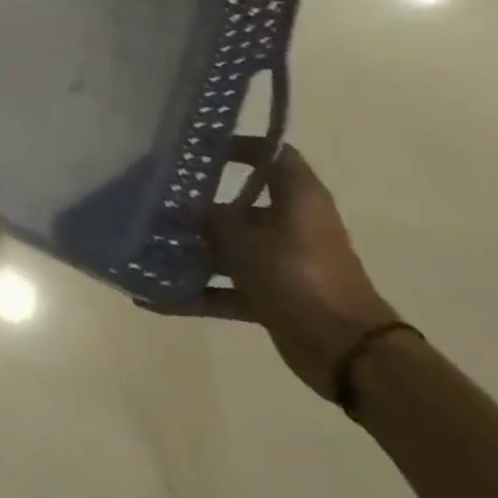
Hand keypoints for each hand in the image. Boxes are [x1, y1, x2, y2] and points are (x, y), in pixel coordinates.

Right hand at [180, 139, 399, 399]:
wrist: (349, 352)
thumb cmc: (298, 276)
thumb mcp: (244, 240)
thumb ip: (211, 220)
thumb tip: (185, 210)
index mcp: (298, 200)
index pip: (273, 156)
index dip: (241, 146)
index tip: (199, 148)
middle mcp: (293, 226)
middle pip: (242, 206)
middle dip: (199, 208)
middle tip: (155, 201)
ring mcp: (285, 263)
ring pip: (232, 249)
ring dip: (194, 252)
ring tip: (147, 247)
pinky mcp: (276, 296)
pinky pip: (229, 288)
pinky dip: (199, 293)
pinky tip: (155, 299)